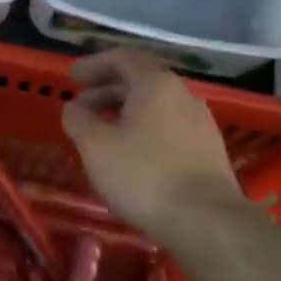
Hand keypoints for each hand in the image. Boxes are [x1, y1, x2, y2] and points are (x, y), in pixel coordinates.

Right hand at [61, 49, 242, 236]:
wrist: (206, 221)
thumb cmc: (143, 175)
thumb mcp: (95, 146)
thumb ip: (78, 120)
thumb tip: (74, 108)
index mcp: (155, 84)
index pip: (122, 58)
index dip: (94, 64)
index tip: (72, 77)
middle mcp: (182, 94)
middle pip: (141, 80)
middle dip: (107, 89)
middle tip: (81, 106)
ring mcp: (200, 122)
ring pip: (156, 105)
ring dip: (125, 110)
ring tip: (102, 131)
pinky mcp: (208, 149)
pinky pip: (169, 126)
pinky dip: (144, 128)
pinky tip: (130, 153)